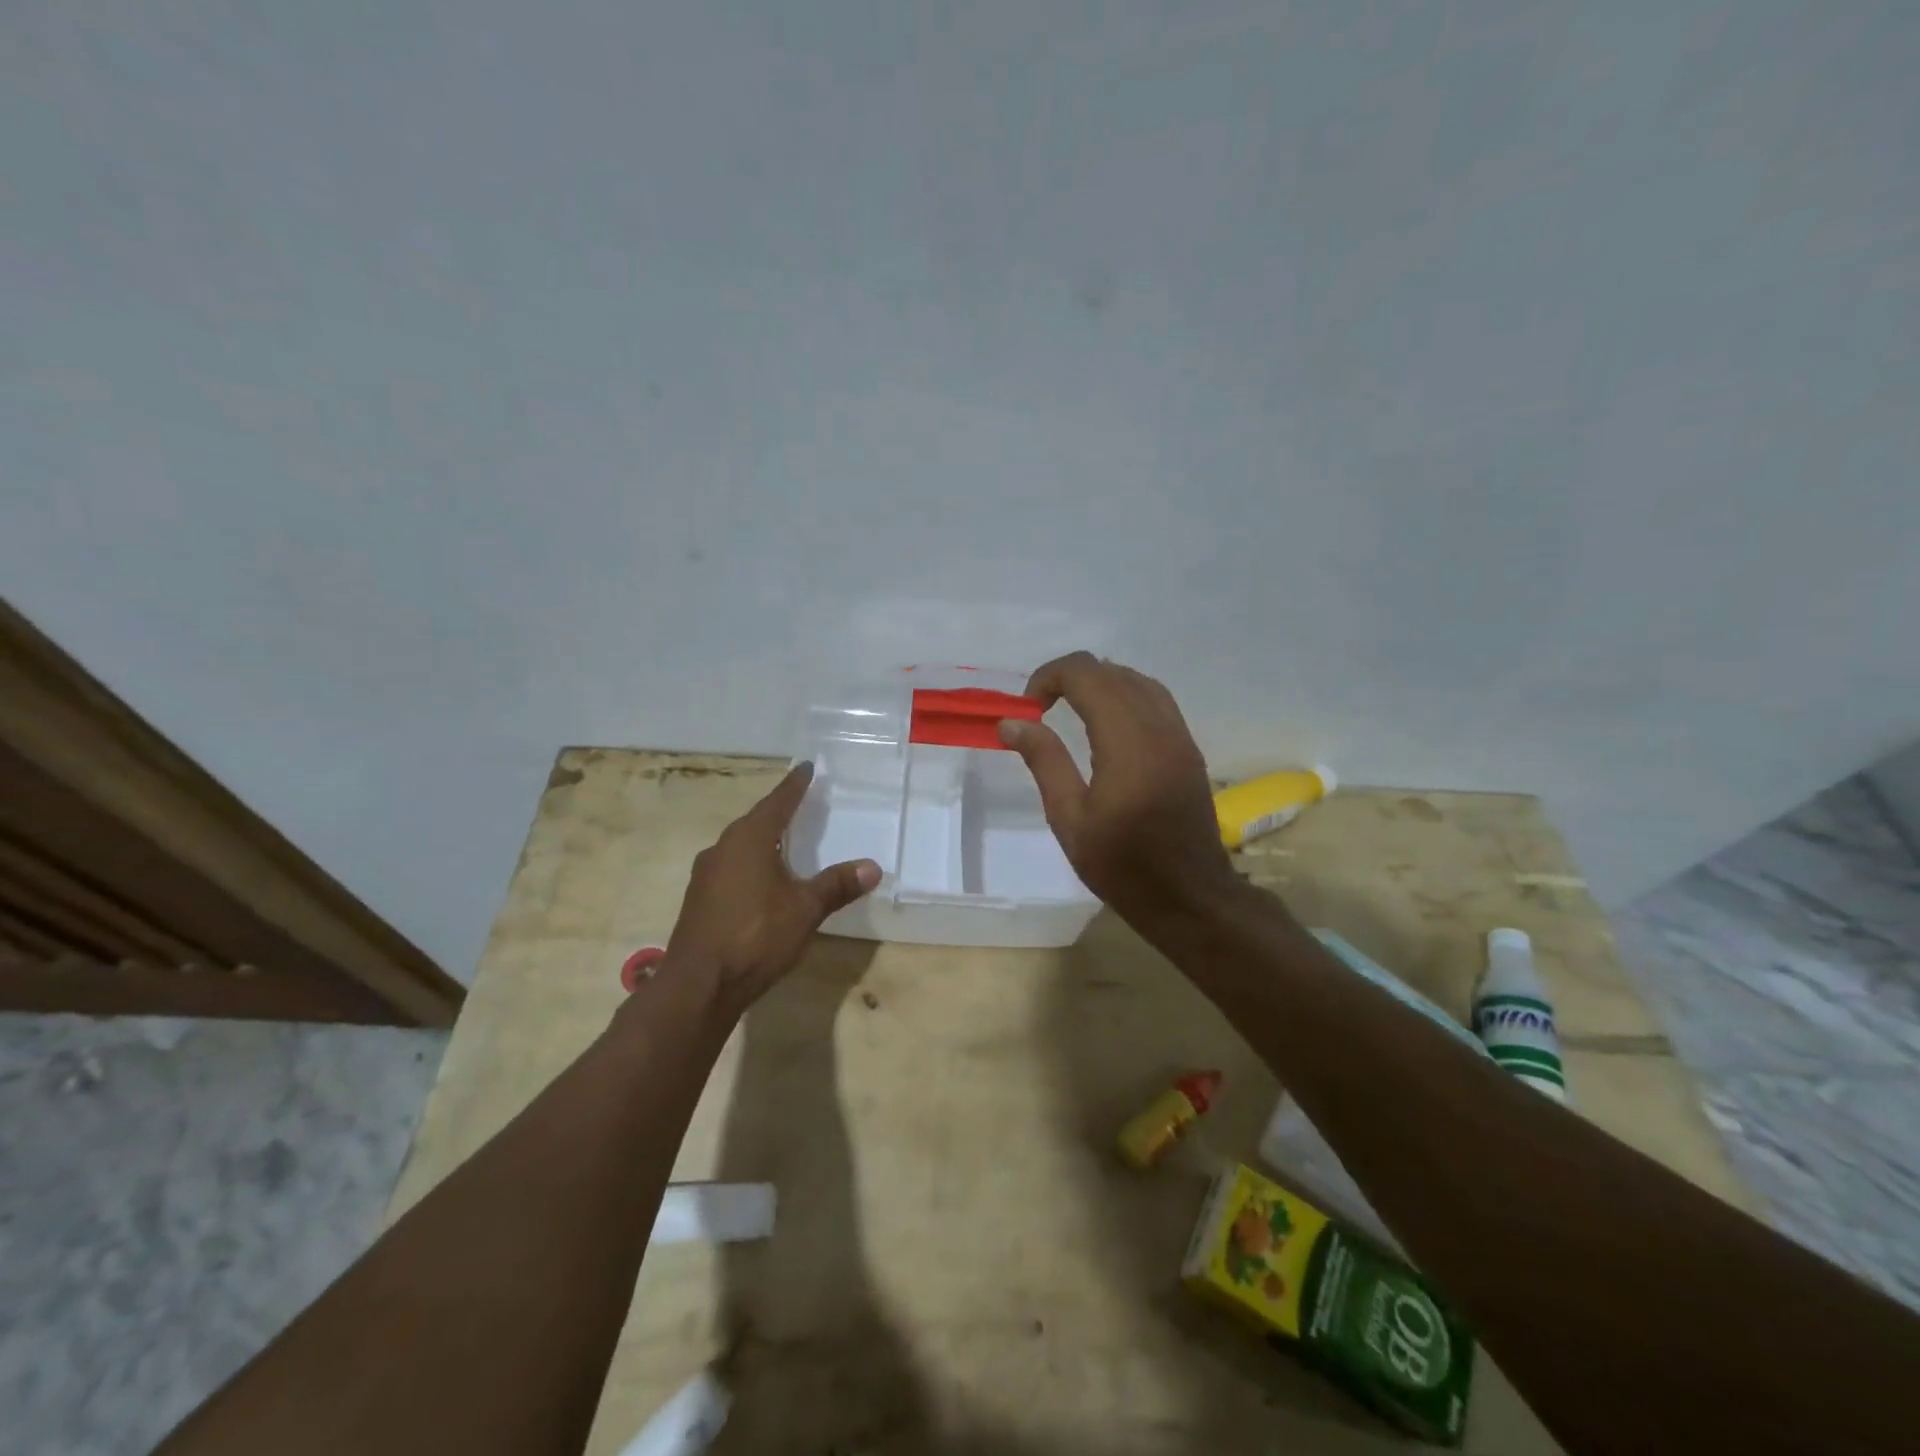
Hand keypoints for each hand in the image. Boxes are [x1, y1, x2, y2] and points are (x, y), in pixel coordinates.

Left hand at [662, 763, 879, 1019]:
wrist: (698, 986)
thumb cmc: (755, 936)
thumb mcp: (805, 909)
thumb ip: (837, 885)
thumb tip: (872, 867)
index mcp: (748, 839)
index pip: (778, 802)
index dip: (795, 785)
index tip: (806, 767)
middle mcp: (722, 848)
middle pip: (756, 820)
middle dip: (778, 811)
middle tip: (800, 803)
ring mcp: (706, 875)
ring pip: (740, 846)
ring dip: (763, 839)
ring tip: (784, 840)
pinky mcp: (700, 900)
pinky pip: (731, 868)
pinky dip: (751, 864)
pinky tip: (762, 880)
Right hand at [999, 652, 1236, 926]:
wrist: (1190, 897)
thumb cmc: (1123, 866)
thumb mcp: (1070, 819)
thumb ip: (1044, 761)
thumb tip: (1012, 722)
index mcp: (1127, 742)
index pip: (1087, 675)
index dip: (1049, 677)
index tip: (1027, 707)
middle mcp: (1159, 727)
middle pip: (1112, 671)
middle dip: (1070, 678)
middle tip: (1041, 710)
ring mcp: (1179, 735)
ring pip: (1137, 680)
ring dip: (1100, 683)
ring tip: (1070, 711)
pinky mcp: (1188, 747)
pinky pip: (1155, 699)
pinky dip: (1124, 695)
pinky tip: (1106, 724)